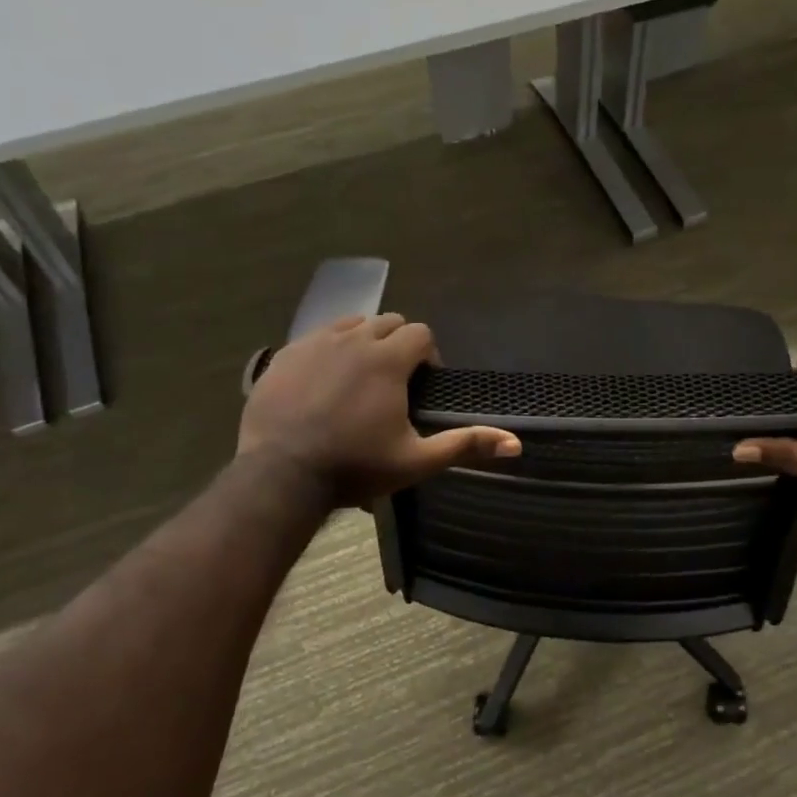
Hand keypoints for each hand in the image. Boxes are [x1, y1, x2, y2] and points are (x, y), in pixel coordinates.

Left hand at [239, 315, 520, 509]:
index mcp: (387, 359)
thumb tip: (516, 444)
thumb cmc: (354, 466)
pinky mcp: (286, 354)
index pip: (420, 333)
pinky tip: (324, 383)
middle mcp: (353, 339)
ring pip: (351, 325)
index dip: (428, 356)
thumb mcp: (415, 460)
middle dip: (398, 345)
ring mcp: (315, 343)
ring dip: (364, 343)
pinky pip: (316, 337)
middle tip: (393, 384)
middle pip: (388, 323)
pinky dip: (329, 350)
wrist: (280, 473)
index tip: (422, 385)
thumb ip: (464, 444)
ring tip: (359, 380)